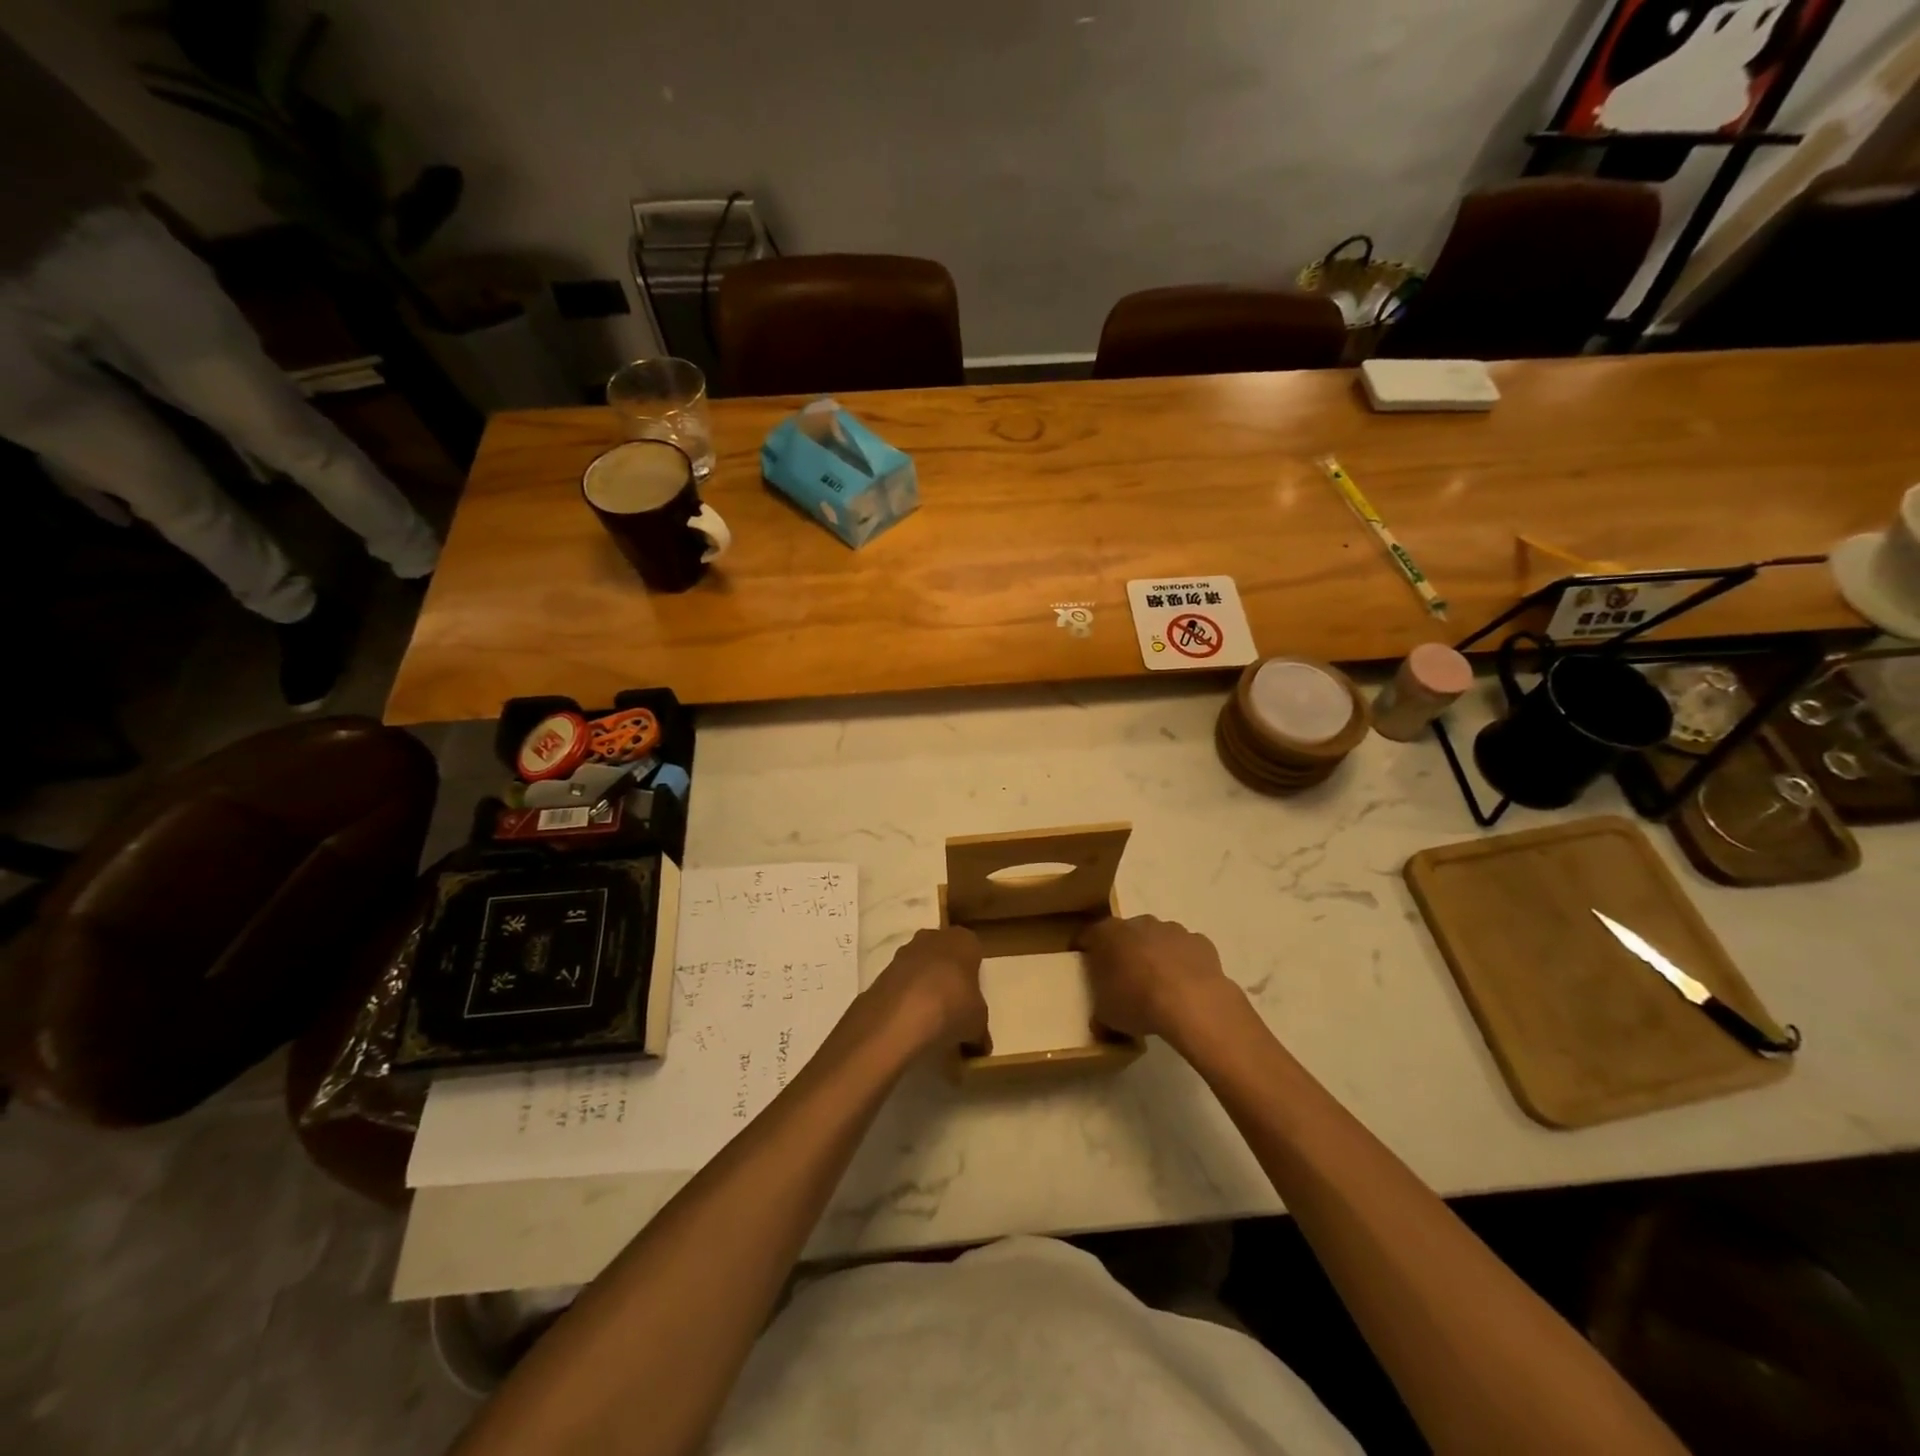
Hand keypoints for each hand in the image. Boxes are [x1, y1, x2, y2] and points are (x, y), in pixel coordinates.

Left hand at [862, 926, 987, 1053]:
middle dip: (947, 978)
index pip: (973, 950)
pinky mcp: (882, 972)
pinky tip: (909, 1024)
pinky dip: (905, 1000)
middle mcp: (933, 937)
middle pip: (944, 956)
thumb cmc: (952, 1008)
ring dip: (924, 988)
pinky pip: (901, 985)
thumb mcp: (978, 1023)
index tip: (973, 999)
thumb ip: (979, 1027)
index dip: (973, 975)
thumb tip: (979, 1042)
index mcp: (963, 940)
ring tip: (930, 1022)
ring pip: (920, 969)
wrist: (898, 1017)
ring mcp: (903, 953)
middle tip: (953, 1009)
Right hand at [1074, 915, 1237, 1045]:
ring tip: (1159, 986)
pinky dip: (1184, 964)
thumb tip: (1100, 1020)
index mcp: (1108, 934)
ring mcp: (1172, 930)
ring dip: (1156, 955)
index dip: (1086, 948)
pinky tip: (1186, 987)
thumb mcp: (1106, 1015)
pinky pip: (1186, 950)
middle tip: (1125, 978)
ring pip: (1158, 939)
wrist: (1193, 1003)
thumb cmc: (1138, 1003)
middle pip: (1127, 933)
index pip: (1089, 935)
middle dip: (1125, 951)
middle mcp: (1139, 923)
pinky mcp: (1200, 942)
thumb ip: (1100, 1010)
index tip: (1086, 963)